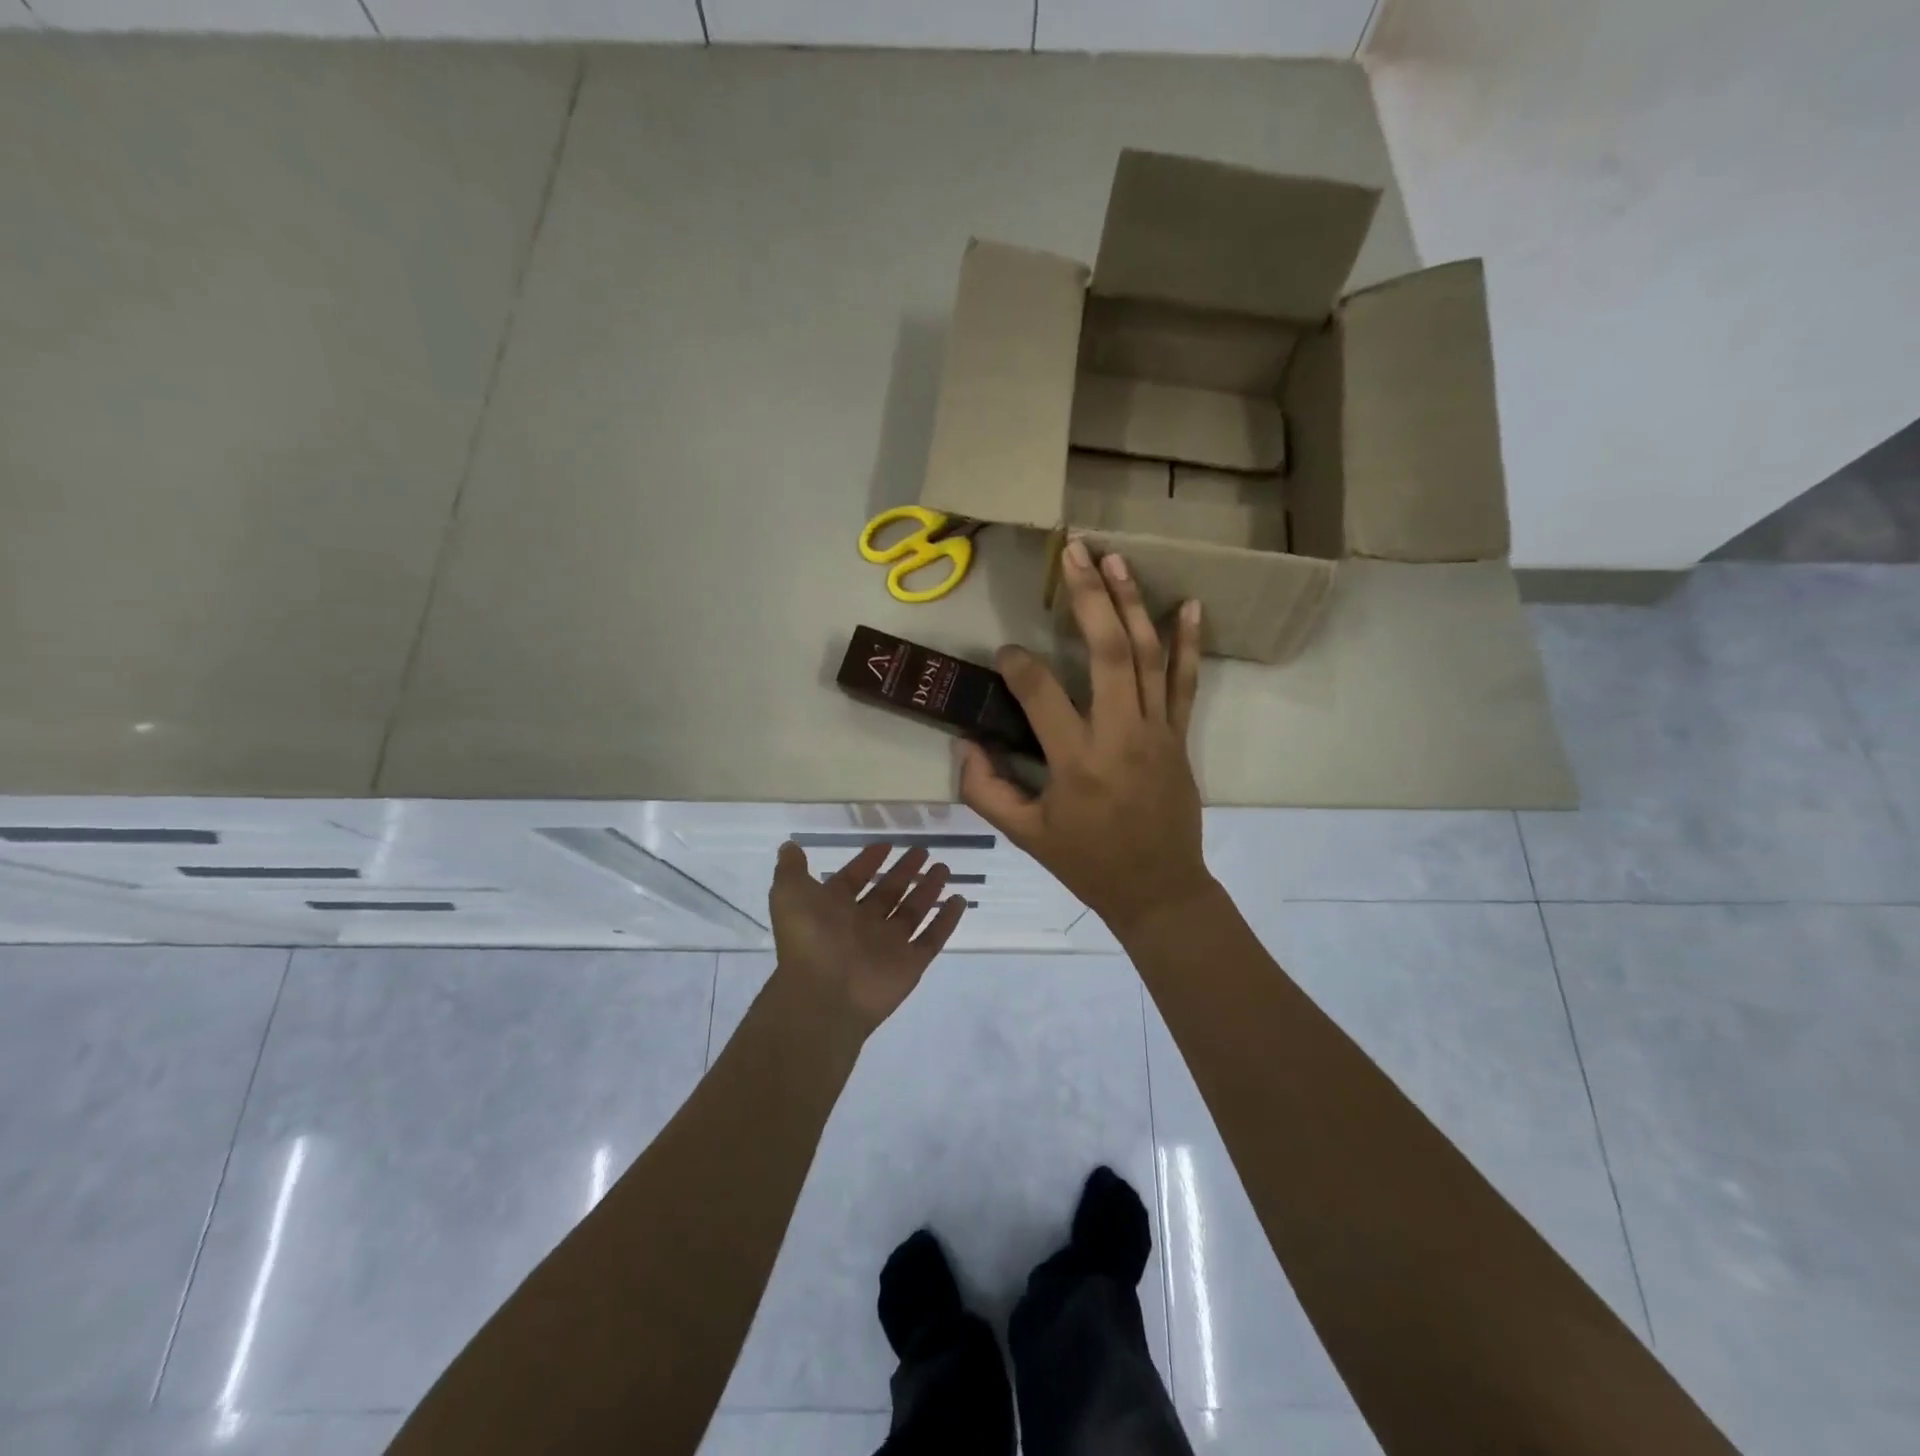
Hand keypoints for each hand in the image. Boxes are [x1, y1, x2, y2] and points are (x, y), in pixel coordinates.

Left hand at [768, 842, 967, 1033]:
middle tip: (923, 851)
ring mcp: (888, 945)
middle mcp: (862, 924)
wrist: (824, 994)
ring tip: (944, 868)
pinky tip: (959, 900)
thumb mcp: (789, 894)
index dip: (868, 861)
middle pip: (888, 892)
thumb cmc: (808, 939)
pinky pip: (932, 938)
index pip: (854, 879)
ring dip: (928, 889)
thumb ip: (791, 869)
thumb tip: (790, 846)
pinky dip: (946, 920)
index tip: (886, 845)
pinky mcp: (910, 963)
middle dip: (904, 871)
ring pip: (913, 911)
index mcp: (834, 909)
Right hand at [958, 538, 1214, 938]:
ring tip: (1114, 559)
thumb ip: (986, 790)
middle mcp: (1119, 735)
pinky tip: (1188, 604)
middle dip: (1088, 598)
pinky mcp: (1179, 736)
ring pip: (1148, 656)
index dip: (1017, 665)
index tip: (1005, 654)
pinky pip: (1186, 682)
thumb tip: (966, 743)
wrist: (1159, 890)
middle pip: (1108, 652)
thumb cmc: (1088, 863)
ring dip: (1131, 603)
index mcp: (1076, 761)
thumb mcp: (1025, 836)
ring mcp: (1157, 732)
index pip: (1041, 693)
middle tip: (1073, 552)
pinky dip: (1188, 642)